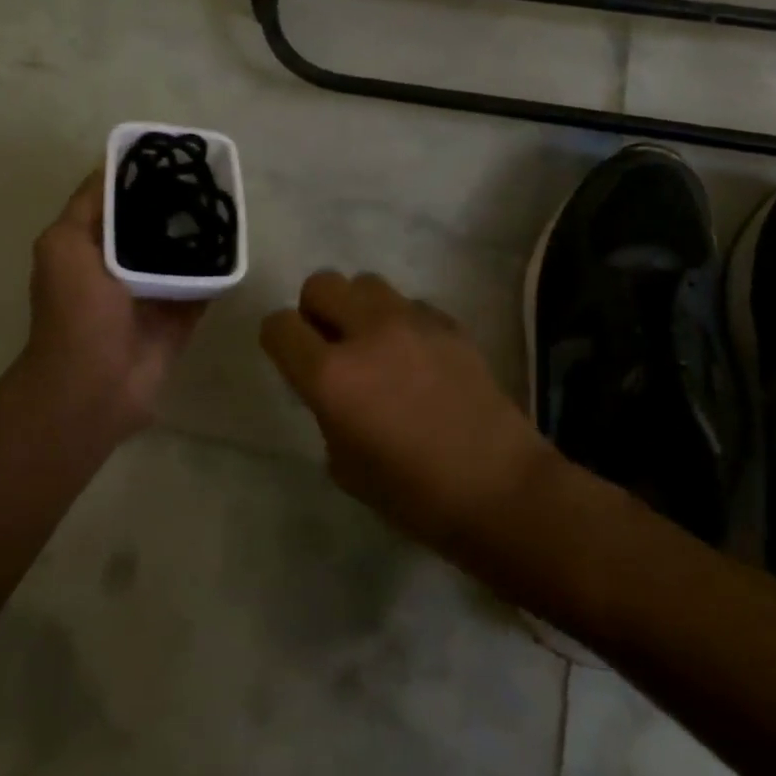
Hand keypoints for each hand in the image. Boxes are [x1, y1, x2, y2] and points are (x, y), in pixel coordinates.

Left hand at [15, 169, 207, 445]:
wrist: (95, 385)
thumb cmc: (75, 311)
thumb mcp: (64, 245)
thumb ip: (88, 207)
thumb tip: (112, 166)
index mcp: (89, 245)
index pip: (114, 201)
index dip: (137, 175)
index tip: (170, 154)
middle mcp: (120, 265)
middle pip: (152, 225)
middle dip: (175, 203)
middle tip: (207, 179)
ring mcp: (153, 291)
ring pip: (182, 253)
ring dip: (199, 235)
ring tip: (227, 205)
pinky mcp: (181, 314)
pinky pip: (204, 284)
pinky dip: (218, 269)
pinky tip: (237, 244)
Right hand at [261, 271, 547, 551]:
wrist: (497, 485)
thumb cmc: (413, 493)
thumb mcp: (344, 464)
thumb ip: (326, 411)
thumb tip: (331, 387)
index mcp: (331, 375)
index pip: (279, 326)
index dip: (278, 339)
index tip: (290, 357)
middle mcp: (368, 333)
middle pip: (321, 284)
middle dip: (315, 310)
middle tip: (330, 344)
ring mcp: (413, 321)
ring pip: (366, 283)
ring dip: (358, 307)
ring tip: (374, 344)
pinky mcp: (449, 322)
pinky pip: (409, 303)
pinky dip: (400, 321)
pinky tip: (416, 356)